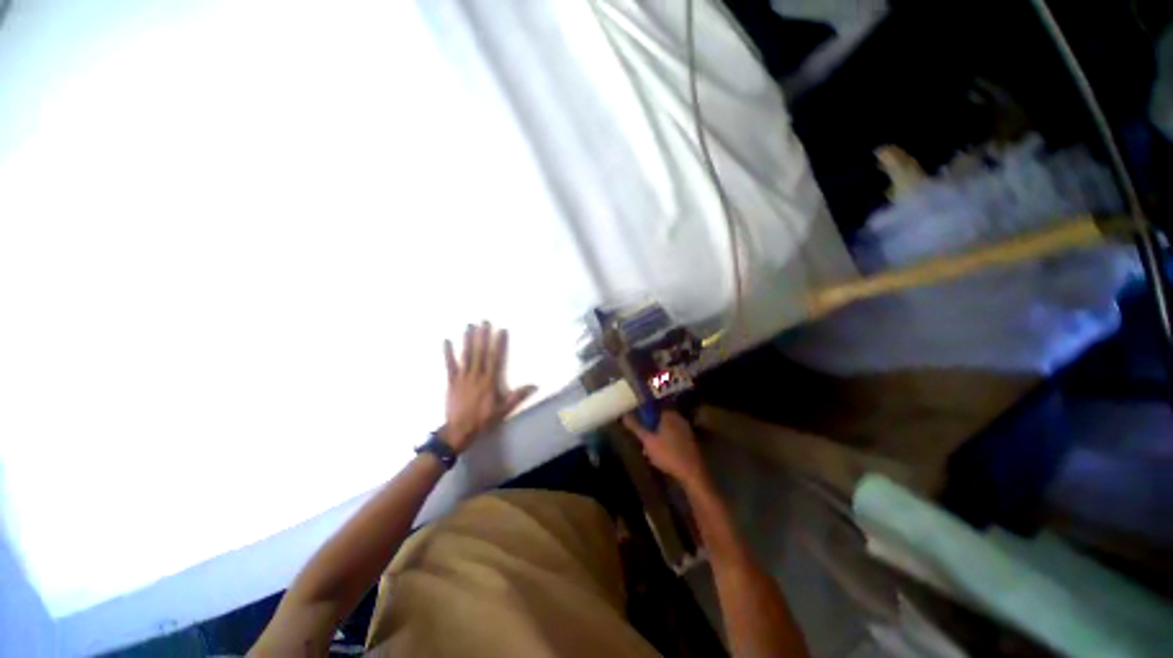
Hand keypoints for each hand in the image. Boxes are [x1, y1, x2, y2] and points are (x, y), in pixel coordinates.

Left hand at [442, 322, 535, 452]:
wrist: (459, 430)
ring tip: (469, 326)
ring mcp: (462, 377)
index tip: (500, 330)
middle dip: (482, 336)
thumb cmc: (483, 419)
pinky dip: (448, 353)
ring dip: (467, 340)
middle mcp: (476, 375)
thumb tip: (534, 385)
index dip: (498, 343)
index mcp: (489, 381)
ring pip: (466, 355)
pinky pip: (450, 365)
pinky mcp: (451, 381)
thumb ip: (517, 396)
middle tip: (483, 321)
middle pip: (480, 352)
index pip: (495, 358)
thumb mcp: (503, 409)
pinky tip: (446, 341)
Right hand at [622, 411, 710, 490]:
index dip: (641, 410)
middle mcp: (678, 417)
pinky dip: (664, 439)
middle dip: (648, 423)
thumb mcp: (648, 441)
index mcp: (668, 413)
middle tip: (639, 432)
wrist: (692, 473)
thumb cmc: (668, 454)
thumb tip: (624, 415)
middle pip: (658, 416)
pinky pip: (672, 433)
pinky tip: (658, 450)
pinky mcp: (688, 439)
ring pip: (665, 426)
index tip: (633, 415)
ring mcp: (685, 428)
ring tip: (646, 445)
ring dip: (655, 433)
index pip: (652, 405)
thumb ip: (636, 426)